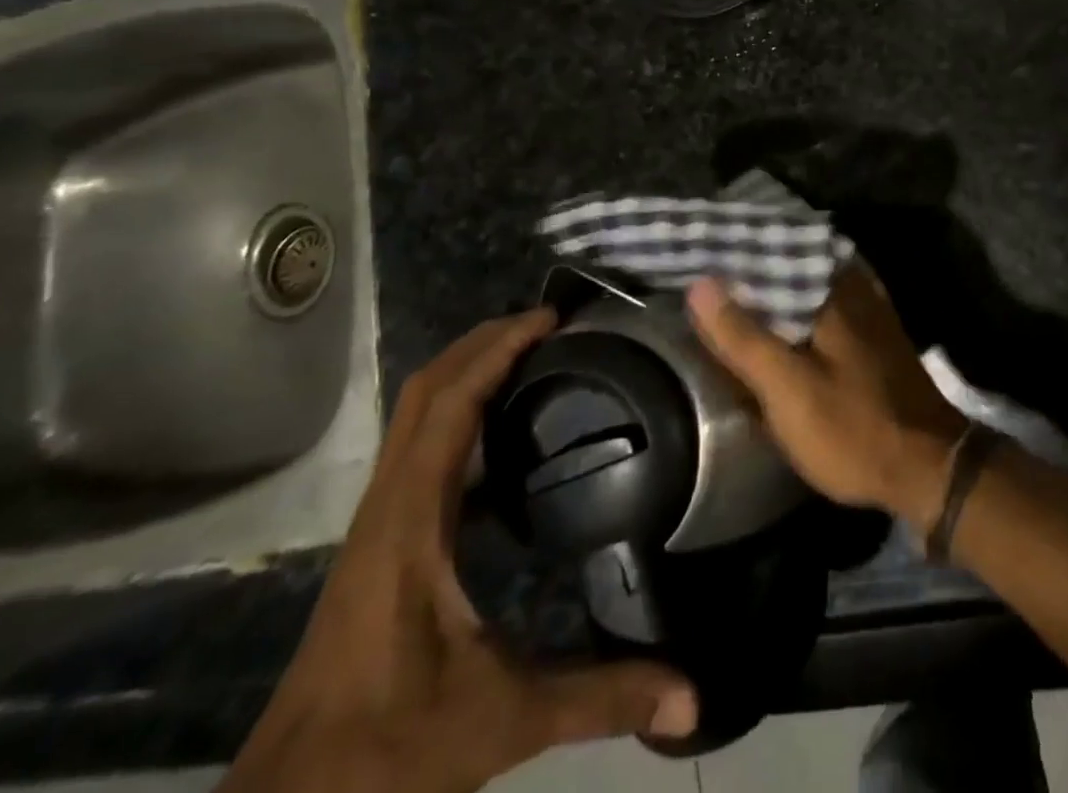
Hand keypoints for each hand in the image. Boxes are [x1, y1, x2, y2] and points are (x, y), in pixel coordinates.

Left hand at [221, 310, 697, 792]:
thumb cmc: (386, 752)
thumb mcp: (503, 720)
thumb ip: (601, 697)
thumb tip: (690, 696)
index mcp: (411, 522)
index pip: (449, 406)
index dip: (497, 350)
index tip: (551, 319)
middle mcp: (387, 506)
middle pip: (424, 390)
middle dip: (484, 341)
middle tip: (552, 324)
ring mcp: (377, 522)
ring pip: (415, 414)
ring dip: (468, 369)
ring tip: (535, 356)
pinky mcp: (380, 540)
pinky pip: (418, 446)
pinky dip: (458, 411)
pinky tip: (505, 433)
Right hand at [687, 264, 968, 533]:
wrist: (927, 468)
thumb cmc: (853, 428)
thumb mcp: (788, 389)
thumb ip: (744, 337)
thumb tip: (701, 284)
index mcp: (834, 288)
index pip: (778, 246)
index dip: (738, 247)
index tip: (701, 247)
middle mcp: (855, 286)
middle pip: (794, 260)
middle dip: (753, 264)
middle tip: (707, 270)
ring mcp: (869, 309)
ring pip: (810, 282)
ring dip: (774, 284)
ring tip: (732, 289)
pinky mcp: (874, 334)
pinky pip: (825, 303)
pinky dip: (797, 306)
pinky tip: (778, 321)